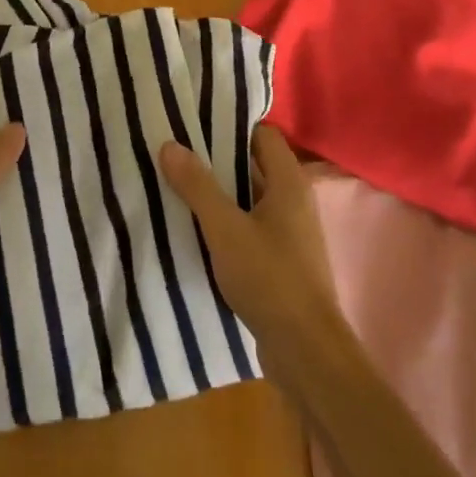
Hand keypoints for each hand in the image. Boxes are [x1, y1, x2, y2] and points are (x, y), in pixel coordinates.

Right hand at [159, 125, 338, 364]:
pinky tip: (198, 231)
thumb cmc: (269, 277)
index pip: (263, 135)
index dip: (232, 127)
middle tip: (178, 155)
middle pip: (255, 166)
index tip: (196, 126)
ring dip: (222, 195)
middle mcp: (295, 201)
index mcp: (289, 183)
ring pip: (252, 199)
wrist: (305, 350)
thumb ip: (198, 186)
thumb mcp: (224, 228)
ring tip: (179, 188)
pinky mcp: (284, 261)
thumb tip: (170, 144)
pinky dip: (229, 224)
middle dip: (219, 161)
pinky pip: (253, 228)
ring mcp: (292, 233)